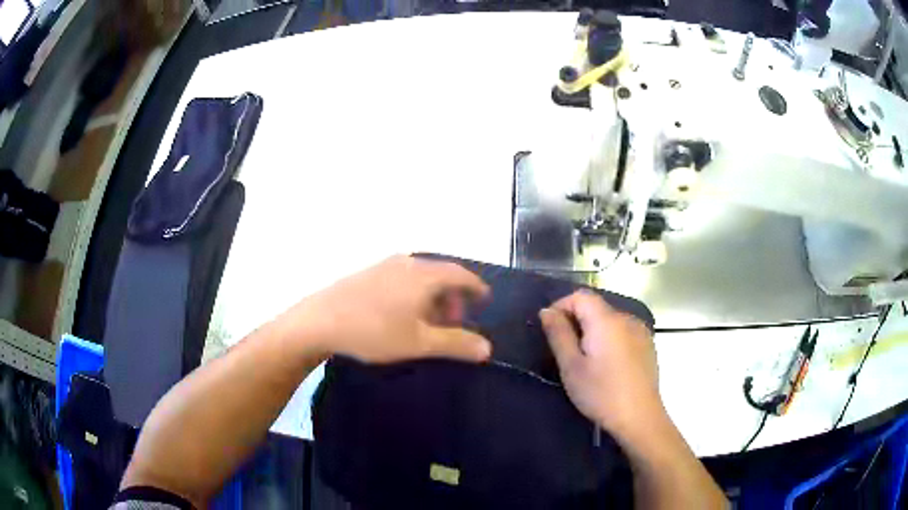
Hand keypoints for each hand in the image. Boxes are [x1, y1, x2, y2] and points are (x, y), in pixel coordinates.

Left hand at [284, 255, 491, 363]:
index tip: (484, 298)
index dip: (475, 286)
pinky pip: (402, 278)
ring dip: (432, 296)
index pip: (460, 273)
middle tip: (454, 322)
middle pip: (440, 274)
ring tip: (428, 322)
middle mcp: (406, 263)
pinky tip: (402, 314)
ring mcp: (384, 266)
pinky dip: (413, 293)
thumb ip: (456, 344)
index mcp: (423, 275)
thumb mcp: (419, 343)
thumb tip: (487, 349)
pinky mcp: (367, 273)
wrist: (319, 321)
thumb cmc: (374, 332)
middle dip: (453, 296)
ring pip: (419, 277)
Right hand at [539, 291, 663, 437]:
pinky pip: (623, 332)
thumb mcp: (571, 367)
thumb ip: (558, 334)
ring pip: (610, 320)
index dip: (562, 306)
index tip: (551, 329)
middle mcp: (626, 318)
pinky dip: (610, 339)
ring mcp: (641, 331)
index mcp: (606, 320)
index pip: (581, 296)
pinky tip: (608, 365)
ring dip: (594, 331)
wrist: (639, 417)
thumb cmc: (601, 393)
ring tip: (586, 360)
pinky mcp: (648, 345)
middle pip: (596, 307)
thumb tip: (547, 311)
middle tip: (565, 350)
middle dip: (577, 321)